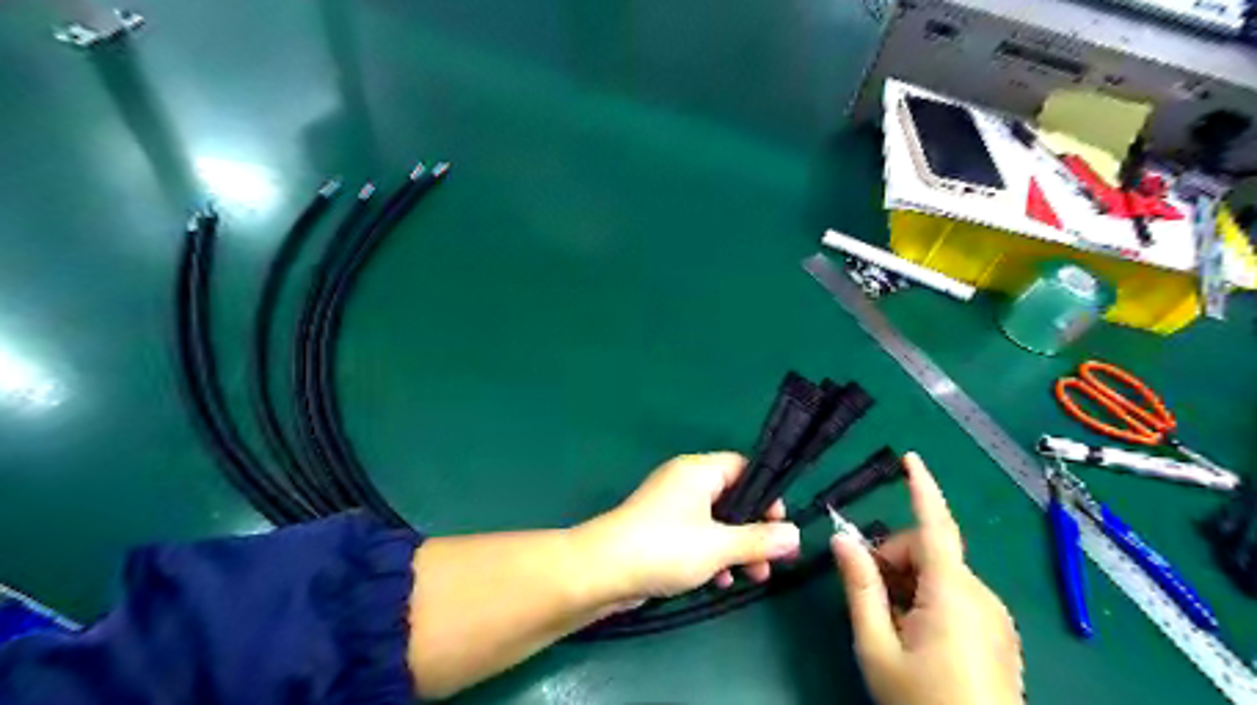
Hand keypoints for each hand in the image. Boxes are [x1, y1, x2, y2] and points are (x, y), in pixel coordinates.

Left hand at [582, 455, 805, 602]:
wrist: (603, 571)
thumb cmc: (665, 547)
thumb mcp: (719, 545)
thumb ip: (759, 540)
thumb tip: (795, 535)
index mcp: (698, 471)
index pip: (743, 467)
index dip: (766, 493)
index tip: (780, 524)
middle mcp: (685, 482)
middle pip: (732, 497)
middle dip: (754, 529)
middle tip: (772, 558)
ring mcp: (670, 506)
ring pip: (716, 521)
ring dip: (736, 547)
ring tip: (754, 576)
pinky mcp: (660, 530)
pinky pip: (697, 536)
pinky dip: (712, 554)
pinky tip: (719, 581)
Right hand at [831, 454, 1020, 704]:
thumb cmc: (922, 704)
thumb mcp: (876, 648)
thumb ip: (860, 589)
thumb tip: (842, 540)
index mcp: (952, 593)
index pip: (935, 526)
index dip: (922, 488)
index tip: (910, 459)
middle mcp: (980, 595)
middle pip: (927, 552)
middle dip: (892, 562)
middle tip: (869, 599)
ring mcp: (994, 616)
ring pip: (939, 575)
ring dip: (908, 584)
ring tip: (892, 627)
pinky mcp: (1000, 633)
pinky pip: (956, 596)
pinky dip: (928, 600)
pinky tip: (917, 637)